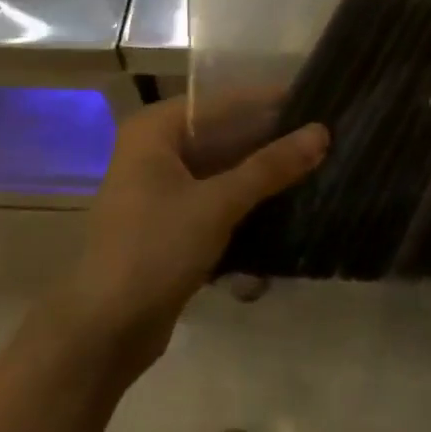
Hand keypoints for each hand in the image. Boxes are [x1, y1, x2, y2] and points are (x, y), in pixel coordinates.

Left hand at [48, 98, 327, 376]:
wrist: (105, 329)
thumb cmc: (155, 250)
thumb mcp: (217, 204)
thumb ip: (270, 167)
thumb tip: (322, 132)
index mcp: (155, 131)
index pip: (222, 102)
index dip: (269, 102)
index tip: (318, 102)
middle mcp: (155, 152)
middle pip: (223, 136)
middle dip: (270, 142)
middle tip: (326, 141)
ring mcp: (161, 190)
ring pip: (222, 171)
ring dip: (262, 176)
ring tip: (317, 171)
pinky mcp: (170, 225)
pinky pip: (216, 201)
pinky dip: (245, 204)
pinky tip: (287, 209)